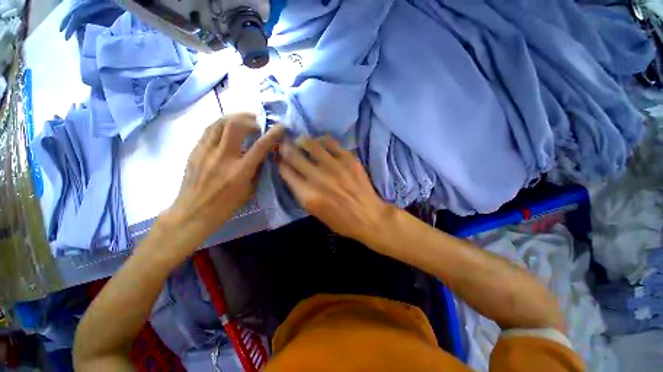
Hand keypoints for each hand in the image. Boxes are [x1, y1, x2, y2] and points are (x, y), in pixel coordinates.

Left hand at [158, 114, 283, 252]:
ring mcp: (206, 151)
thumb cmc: (226, 205)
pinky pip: (209, 130)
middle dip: (250, 119)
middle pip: (235, 125)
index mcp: (240, 170)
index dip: (272, 134)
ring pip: (219, 122)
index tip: (280, 126)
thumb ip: (258, 170)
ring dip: (235, 118)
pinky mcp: (195, 150)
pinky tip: (227, 129)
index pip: (260, 146)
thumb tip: (265, 154)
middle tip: (258, 122)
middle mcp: (223, 157)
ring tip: (243, 121)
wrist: (193, 212)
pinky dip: (221, 125)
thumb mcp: (250, 190)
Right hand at [278, 136, 392, 242]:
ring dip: (302, 141)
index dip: (280, 163)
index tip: (280, 159)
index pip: (286, 172)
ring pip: (310, 144)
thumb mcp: (316, 213)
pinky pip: (331, 142)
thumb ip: (302, 193)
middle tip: (284, 144)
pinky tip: (319, 142)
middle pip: (294, 155)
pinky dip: (321, 140)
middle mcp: (318, 178)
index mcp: (308, 195)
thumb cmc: (342, 221)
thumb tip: (294, 175)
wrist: (369, 217)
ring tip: (301, 140)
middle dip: (285, 148)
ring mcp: (334, 166)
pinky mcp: (348, 159)